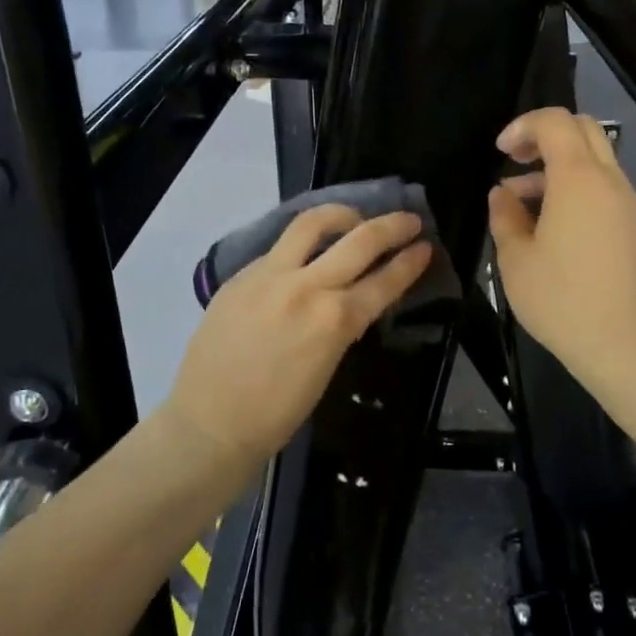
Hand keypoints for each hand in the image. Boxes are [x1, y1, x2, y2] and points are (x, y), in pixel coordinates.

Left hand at [167, 205, 432, 464]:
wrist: (210, 422)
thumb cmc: (276, 413)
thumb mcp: (326, 368)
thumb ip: (341, 325)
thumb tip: (351, 299)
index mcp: (335, 321)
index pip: (384, 281)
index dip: (410, 262)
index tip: (426, 247)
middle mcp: (307, 287)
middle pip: (360, 240)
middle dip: (392, 225)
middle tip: (408, 219)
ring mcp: (270, 275)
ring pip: (313, 223)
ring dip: (342, 214)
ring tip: (354, 217)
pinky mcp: (242, 274)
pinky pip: (280, 246)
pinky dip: (302, 242)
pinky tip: (307, 250)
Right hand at [488, 109, 635, 393]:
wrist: (622, 347)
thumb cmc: (560, 300)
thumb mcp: (515, 259)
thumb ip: (504, 215)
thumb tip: (502, 194)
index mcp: (579, 179)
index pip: (555, 122)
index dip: (522, 126)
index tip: (499, 152)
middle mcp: (610, 180)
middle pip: (582, 129)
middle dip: (544, 134)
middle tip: (514, 159)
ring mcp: (627, 203)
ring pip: (594, 158)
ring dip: (557, 164)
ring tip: (519, 200)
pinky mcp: (633, 226)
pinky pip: (602, 186)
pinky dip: (574, 185)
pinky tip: (548, 222)